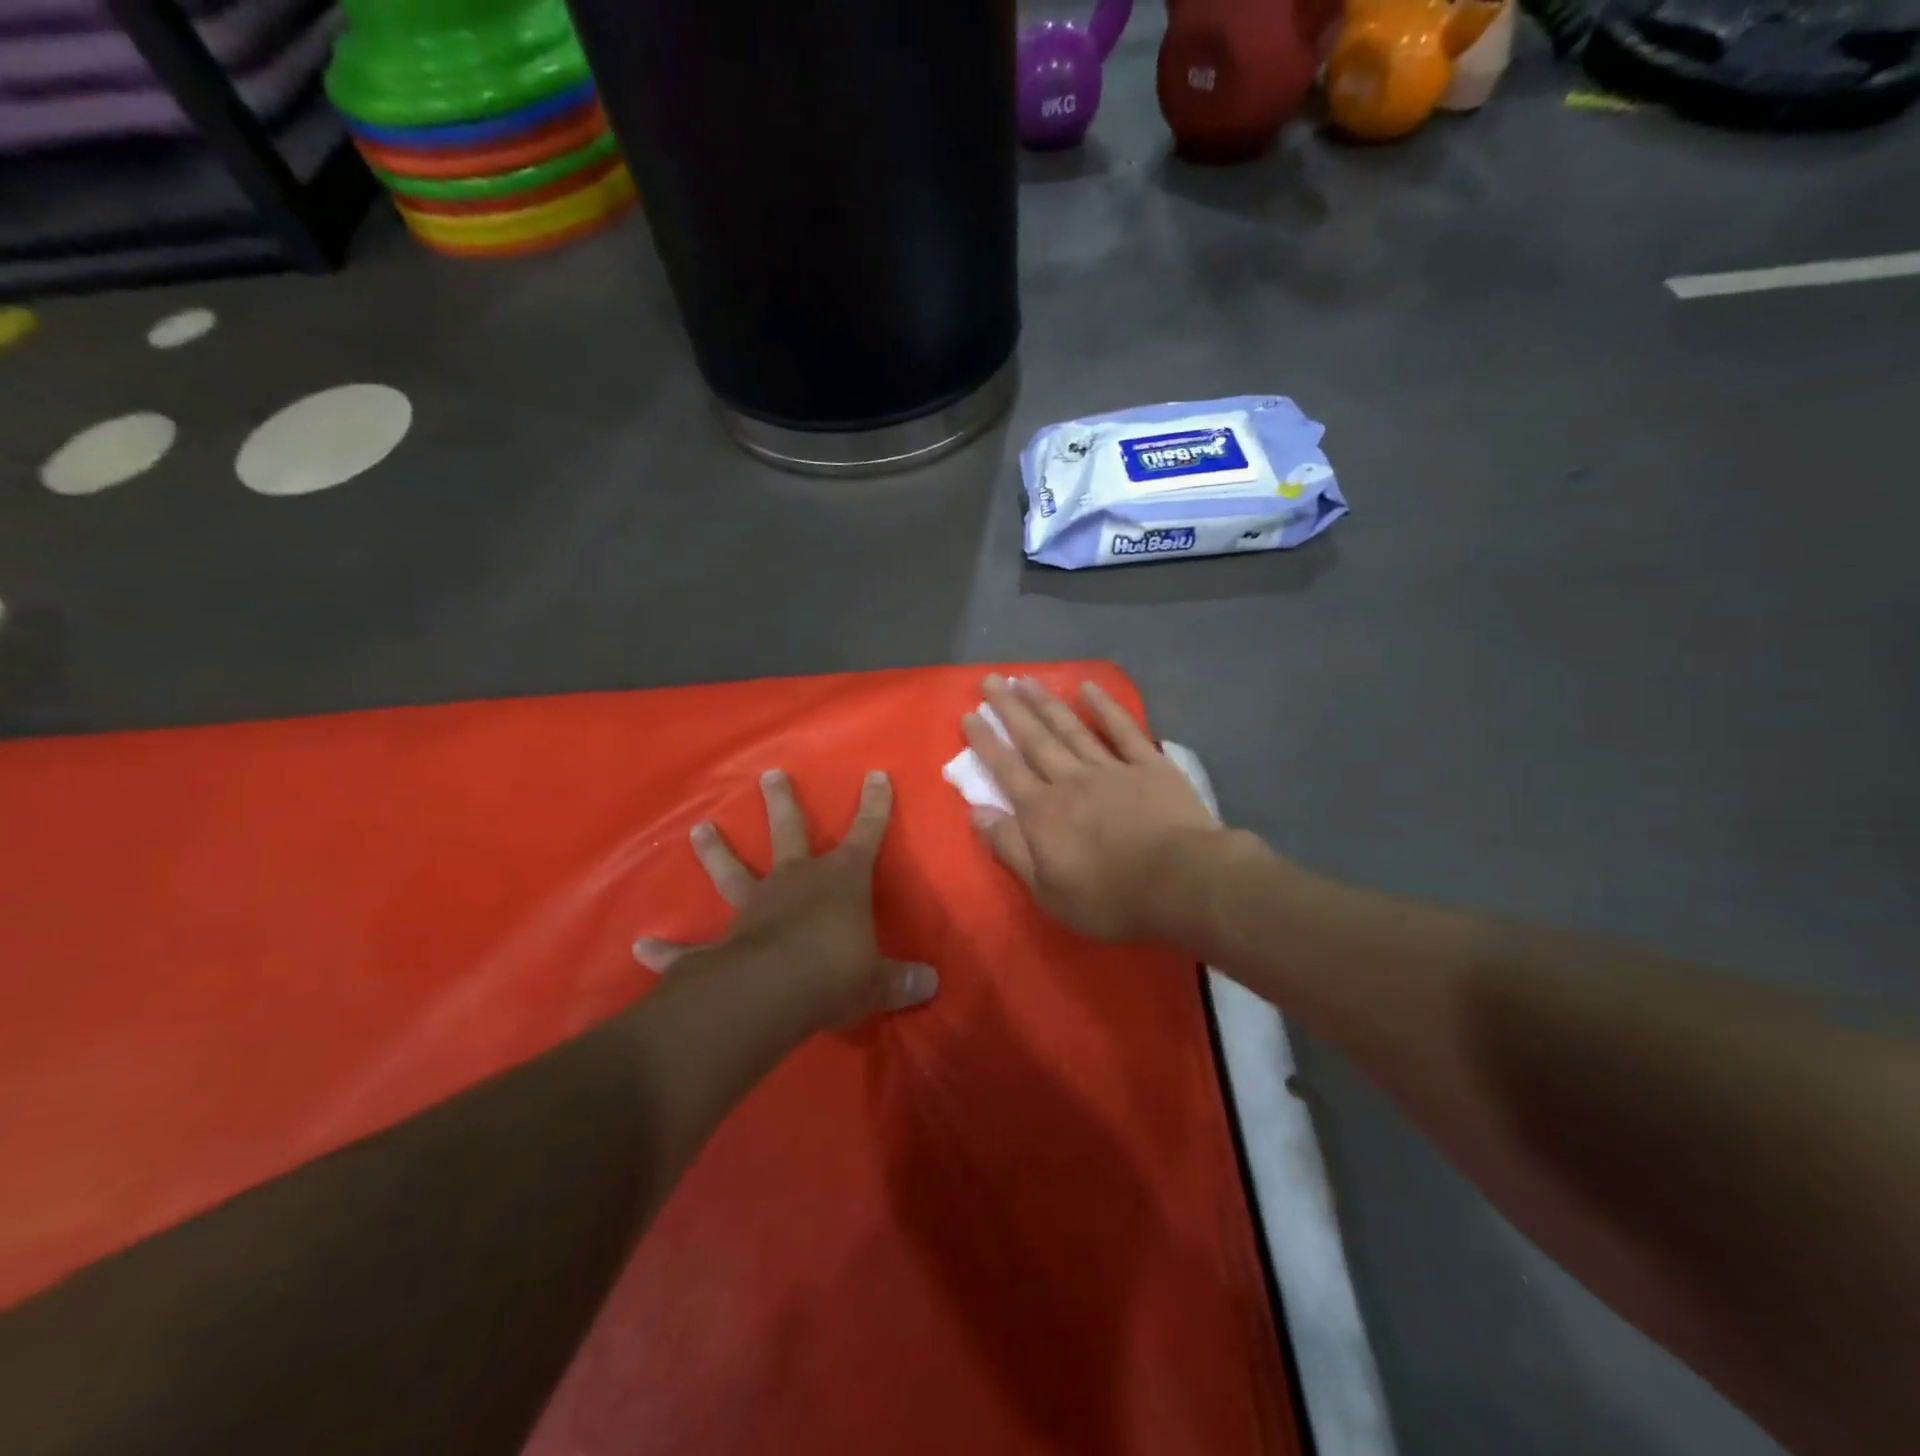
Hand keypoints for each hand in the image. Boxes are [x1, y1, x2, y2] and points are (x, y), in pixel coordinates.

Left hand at [633, 769, 937, 1031]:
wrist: (771, 995)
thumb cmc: (835, 974)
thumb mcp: (877, 981)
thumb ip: (901, 982)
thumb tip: (931, 985)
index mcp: (840, 881)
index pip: (866, 834)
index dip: (874, 806)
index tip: (876, 775)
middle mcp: (794, 882)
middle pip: (790, 832)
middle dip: (783, 803)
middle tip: (771, 775)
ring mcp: (752, 908)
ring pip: (733, 872)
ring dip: (716, 852)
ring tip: (700, 830)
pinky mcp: (719, 945)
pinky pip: (689, 948)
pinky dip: (666, 950)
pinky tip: (642, 948)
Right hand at [963, 675, 1225, 942]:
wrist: (1181, 882)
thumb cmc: (1110, 897)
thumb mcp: (1047, 890)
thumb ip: (1010, 848)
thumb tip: (976, 812)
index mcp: (1043, 812)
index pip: (1006, 770)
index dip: (986, 742)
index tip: (969, 714)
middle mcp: (1070, 780)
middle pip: (1034, 740)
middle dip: (1010, 710)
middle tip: (991, 680)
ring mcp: (1111, 768)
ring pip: (1072, 729)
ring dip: (1046, 703)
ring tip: (1026, 679)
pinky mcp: (1149, 765)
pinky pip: (1123, 730)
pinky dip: (1105, 707)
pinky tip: (1088, 687)